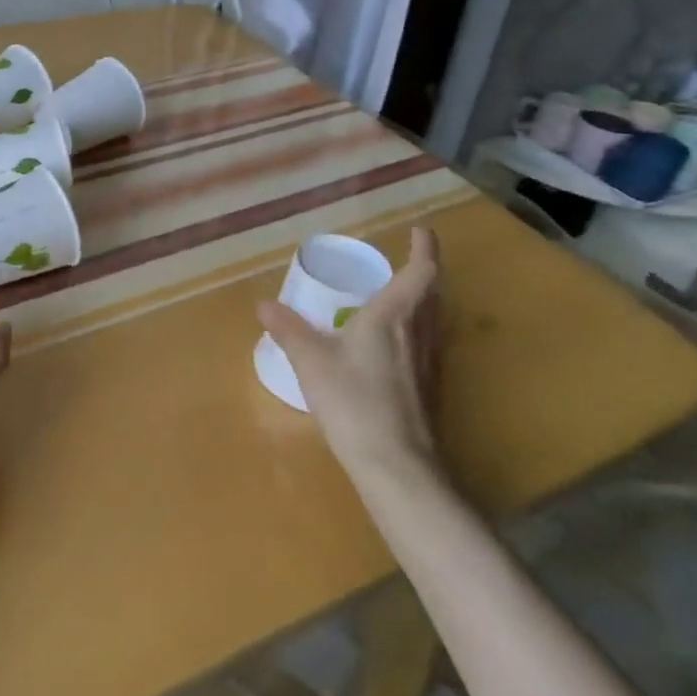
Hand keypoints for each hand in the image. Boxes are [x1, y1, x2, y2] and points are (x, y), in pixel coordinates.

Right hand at [256, 227, 443, 482]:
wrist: (395, 465)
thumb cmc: (354, 402)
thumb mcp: (311, 362)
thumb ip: (288, 330)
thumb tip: (263, 304)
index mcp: (393, 318)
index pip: (420, 272)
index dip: (424, 248)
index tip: (421, 230)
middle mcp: (419, 334)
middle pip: (433, 294)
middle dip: (424, 273)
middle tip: (408, 259)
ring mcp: (427, 364)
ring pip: (433, 321)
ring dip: (423, 301)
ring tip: (401, 296)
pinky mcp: (427, 390)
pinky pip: (426, 345)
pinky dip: (416, 330)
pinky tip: (394, 347)